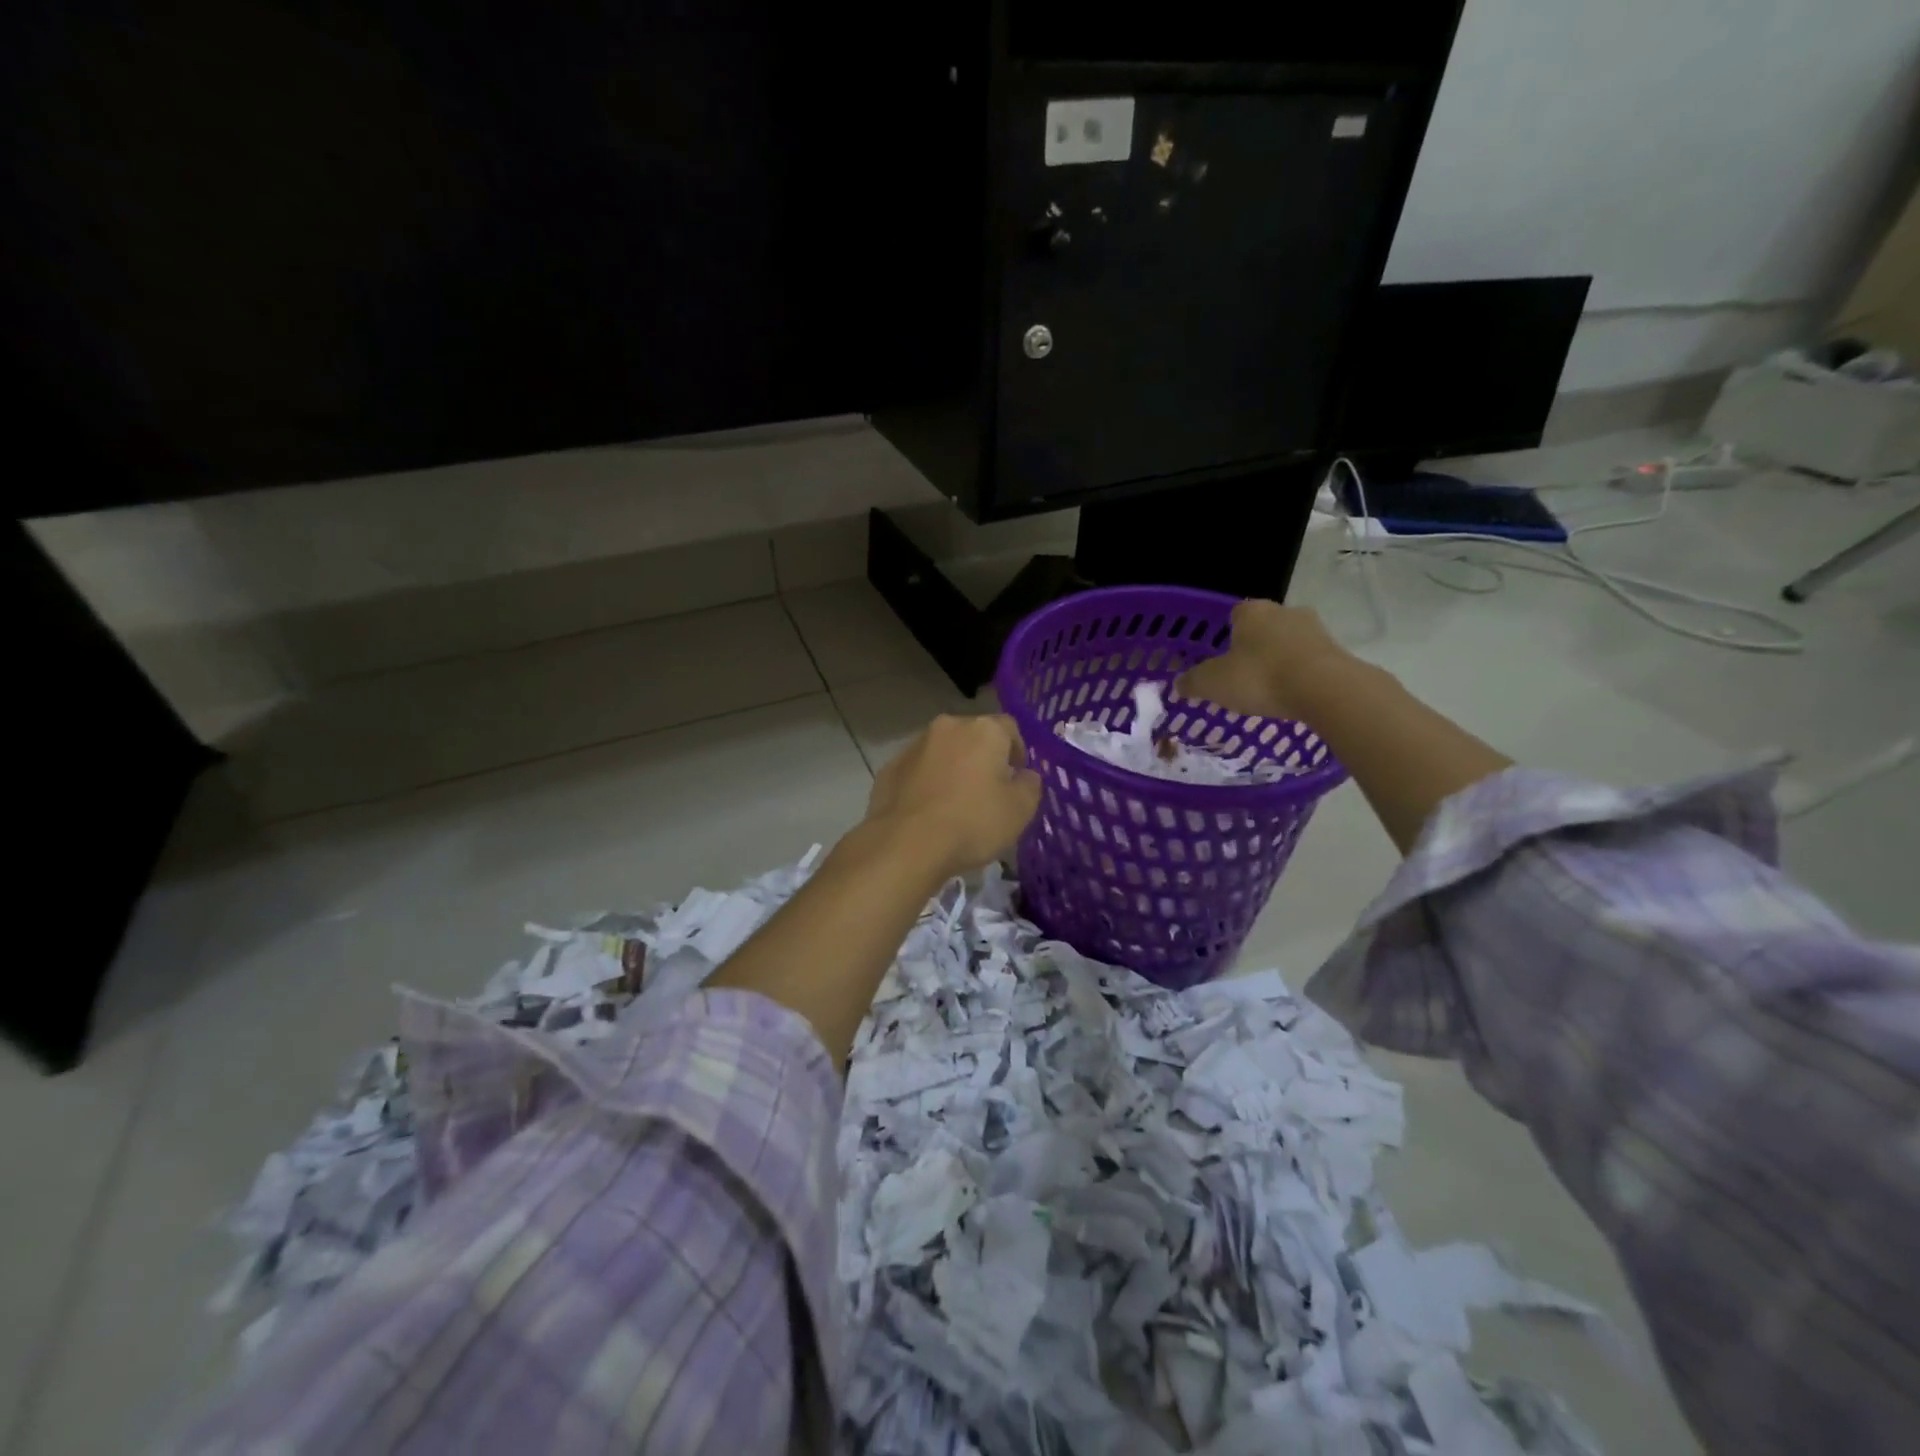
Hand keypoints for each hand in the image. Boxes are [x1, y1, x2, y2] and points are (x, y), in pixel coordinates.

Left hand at [866, 714, 1041, 879]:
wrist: (906, 844)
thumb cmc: (973, 822)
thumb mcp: (1020, 810)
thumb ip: (1030, 785)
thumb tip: (1024, 775)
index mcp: (983, 730)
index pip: (1009, 728)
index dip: (1017, 751)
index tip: (1016, 778)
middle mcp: (948, 727)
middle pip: (973, 736)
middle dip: (982, 758)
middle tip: (988, 791)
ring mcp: (914, 745)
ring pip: (943, 751)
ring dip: (952, 768)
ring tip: (955, 804)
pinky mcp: (889, 768)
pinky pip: (917, 770)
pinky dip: (926, 783)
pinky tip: (928, 812)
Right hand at [1175, 600, 1351, 721]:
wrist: (1324, 689)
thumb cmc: (1260, 678)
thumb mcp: (1213, 684)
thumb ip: (1193, 682)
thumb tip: (1179, 684)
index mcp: (1251, 611)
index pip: (1234, 614)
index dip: (1226, 634)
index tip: (1222, 657)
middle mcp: (1284, 612)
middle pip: (1264, 627)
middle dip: (1254, 647)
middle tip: (1243, 675)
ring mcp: (1315, 630)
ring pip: (1289, 643)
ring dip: (1280, 661)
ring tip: (1269, 690)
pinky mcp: (1336, 652)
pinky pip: (1309, 662)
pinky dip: (1300, 675)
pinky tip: (1292, 696)